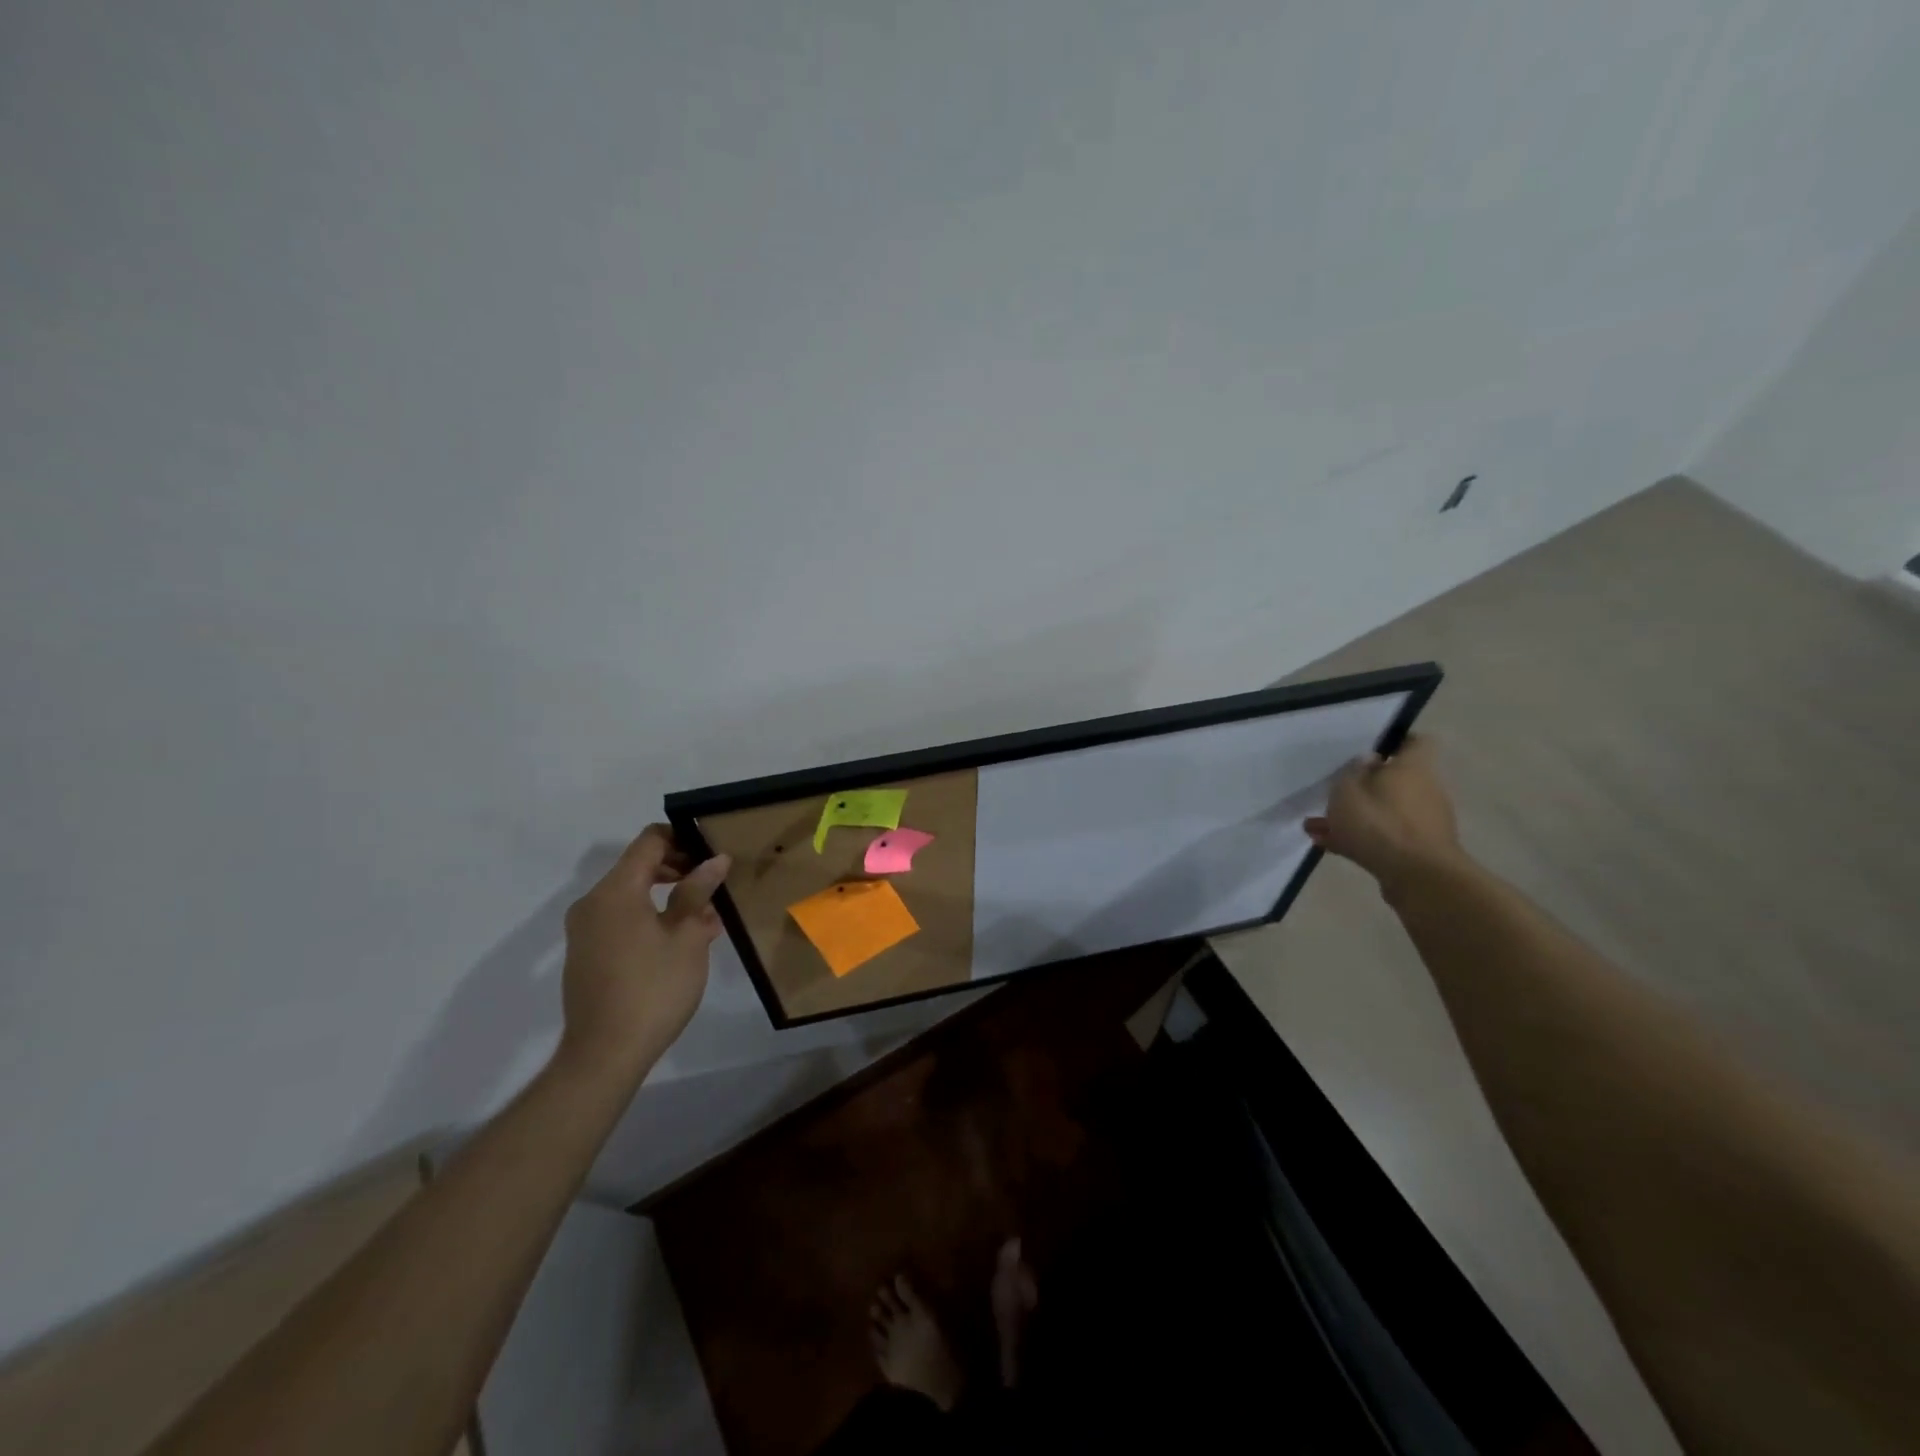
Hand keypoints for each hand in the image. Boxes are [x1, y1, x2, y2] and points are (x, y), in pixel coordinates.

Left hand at [556, 825, 730, 1083]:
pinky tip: (681, 942)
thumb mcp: (687, 936)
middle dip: (679, 870)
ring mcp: (585, 930)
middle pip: (639, 867)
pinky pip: (622, 920)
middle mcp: (593, 902)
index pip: (649, 841)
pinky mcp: (586, 954)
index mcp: (616, 891)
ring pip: (632, 895)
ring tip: (705, 919)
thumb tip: (715, 860)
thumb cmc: (653, 988)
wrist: (604, 1054)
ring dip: (668, 897)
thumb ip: (698, 892)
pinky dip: (651, 918)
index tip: (712, 853)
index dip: (683, 838)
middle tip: (714, 886)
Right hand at [1304, 735, 1462, 897]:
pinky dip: (1358, 838)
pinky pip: (1382, 836)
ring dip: (1353, 816)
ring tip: (1316, 824)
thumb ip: (1352, 771)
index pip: (1415, 741)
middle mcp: (1425, 790)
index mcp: (1414, 767)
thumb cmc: (1380, 823)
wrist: (1418, 878)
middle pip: (1394, 779)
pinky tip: (1325, 844)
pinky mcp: (1416, 850)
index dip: (1394, 740)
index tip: (1368, 747)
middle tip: (1334, 790)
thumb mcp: (1347, 789)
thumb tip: (1368, 760)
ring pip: (1383, 811)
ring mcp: (1422, 822)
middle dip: (1363, 785)